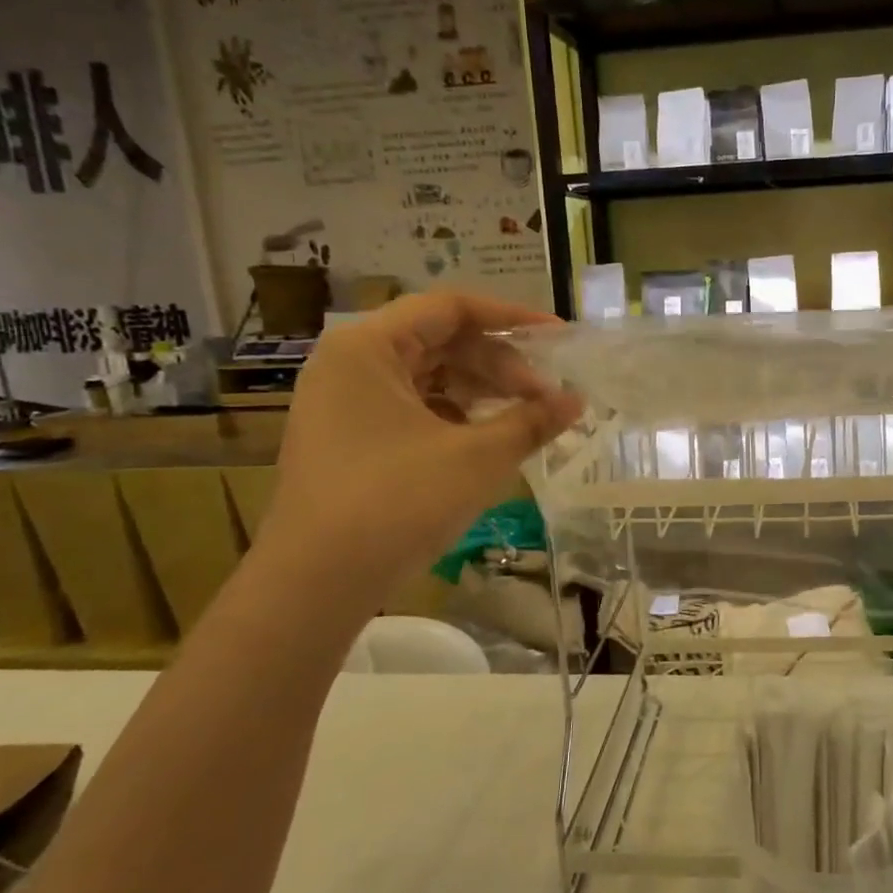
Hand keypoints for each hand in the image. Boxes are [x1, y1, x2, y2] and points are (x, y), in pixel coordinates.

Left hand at [260, 291, 581, 599]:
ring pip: (428, 379)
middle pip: (440, 342)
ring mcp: (345, 405)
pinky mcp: (350, 441)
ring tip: (528, 417)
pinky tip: (491, 440)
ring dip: (481, 393)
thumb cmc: (397, 503)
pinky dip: (455, 418)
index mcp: (368, 347)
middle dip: (499, 365)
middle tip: (547, 395)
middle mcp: (350, 364)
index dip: (510, 319)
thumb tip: (577, 401)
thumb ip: (531, 421)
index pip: (449, 308)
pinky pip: (413, 410)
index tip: (557, 337)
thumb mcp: (477, 458)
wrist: (316, 584)